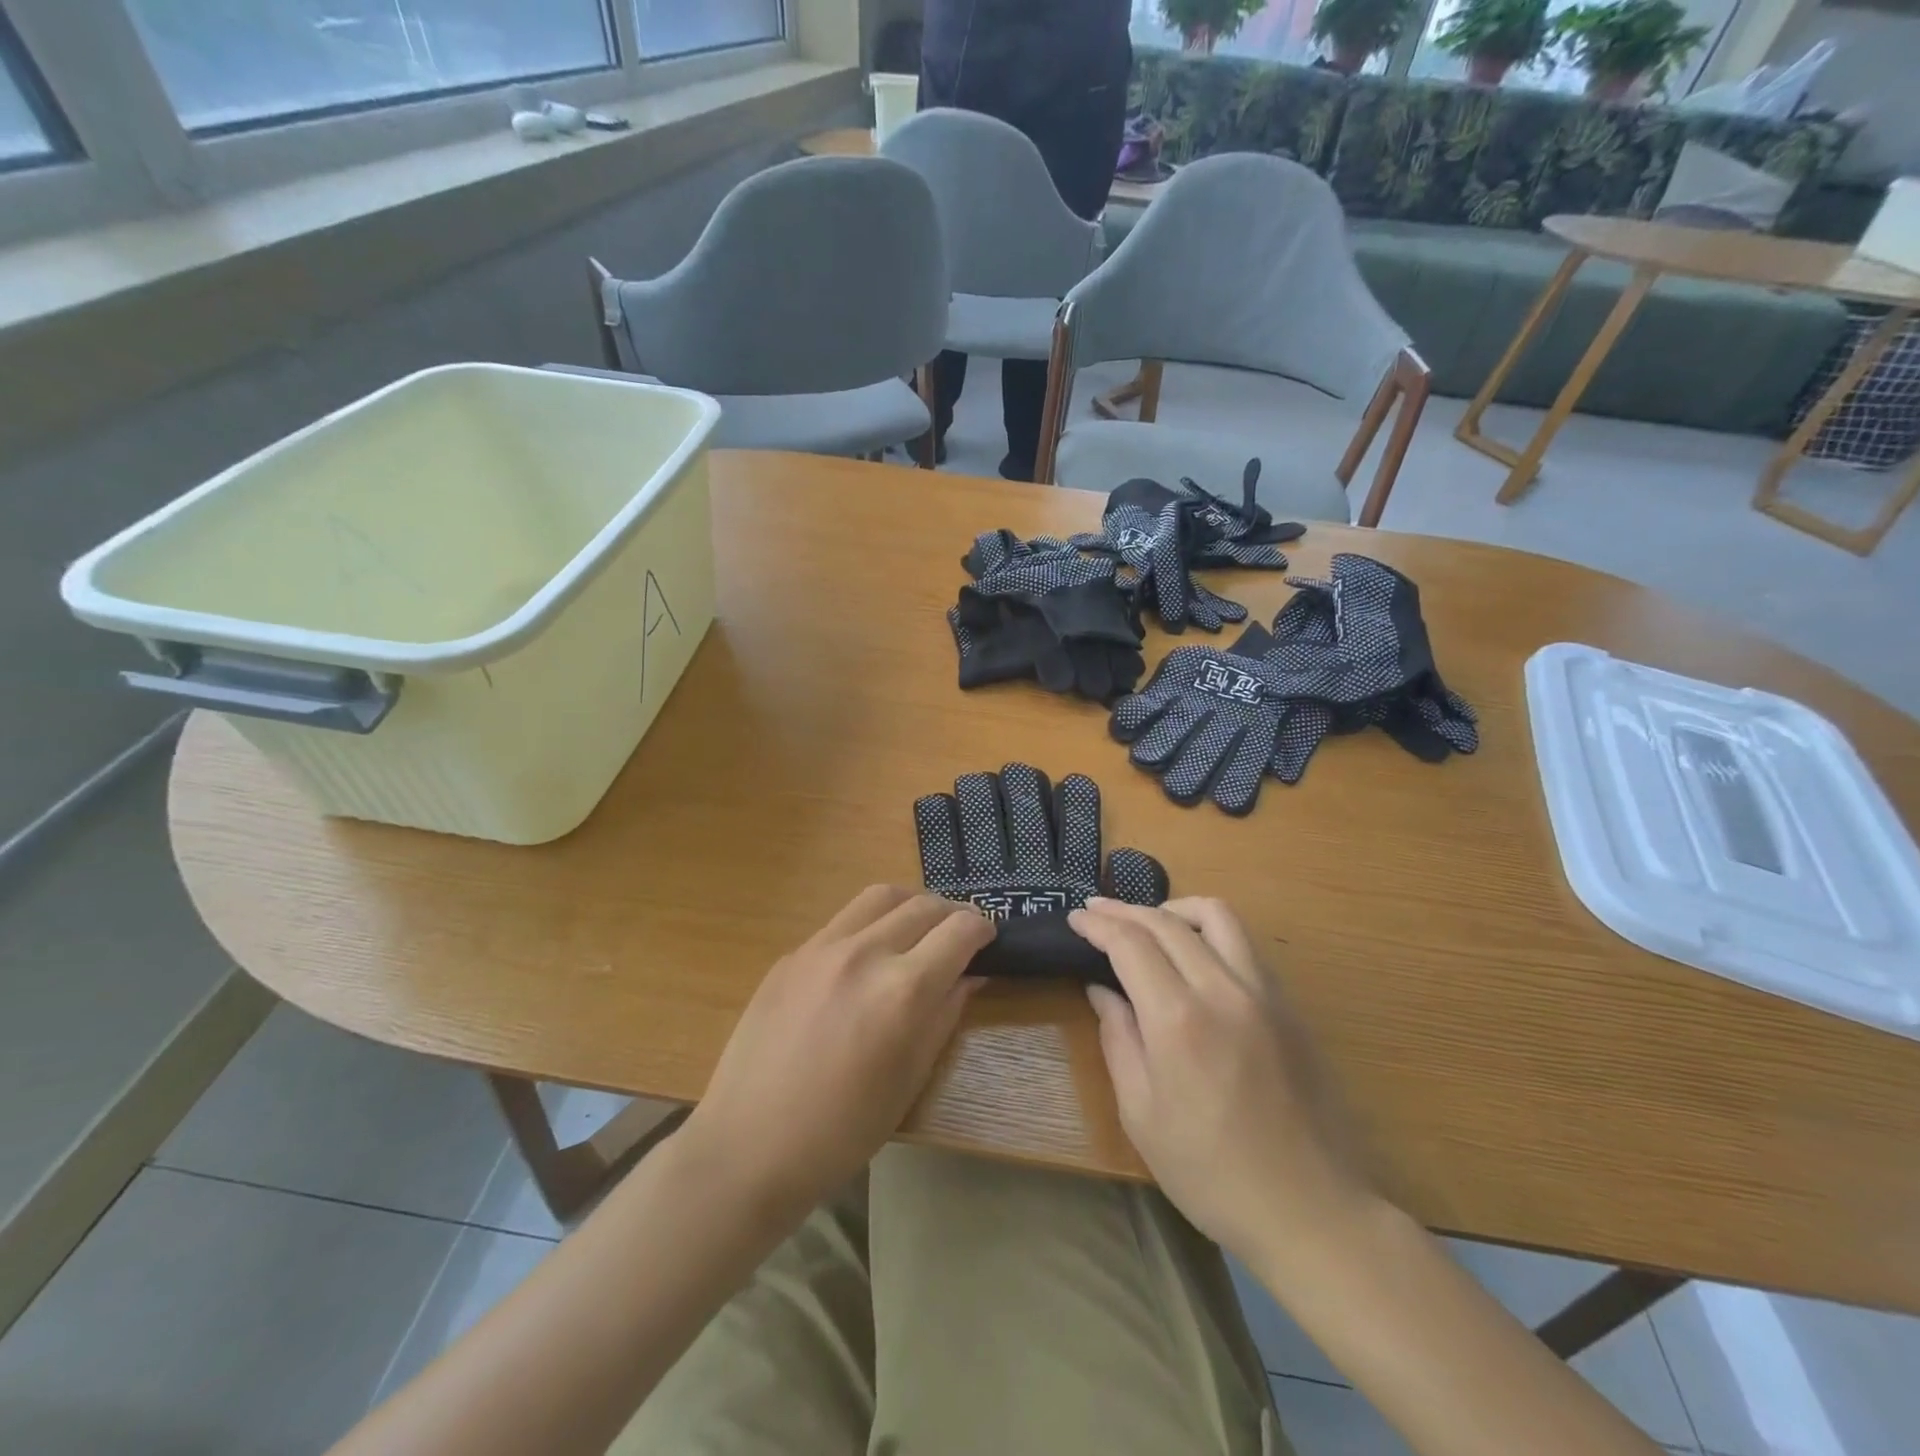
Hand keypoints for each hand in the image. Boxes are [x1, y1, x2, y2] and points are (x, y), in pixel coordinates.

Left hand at [681, 885, 992, 1217]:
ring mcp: (822, 947)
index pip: (960, 931)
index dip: (983, 929)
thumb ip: (945, 1015)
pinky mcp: (793, 953)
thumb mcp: (910, 1078)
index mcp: (902, 989)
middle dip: (953, 914)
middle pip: (924, 905)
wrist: (748, 1145)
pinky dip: (871, 923)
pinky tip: (868, 953)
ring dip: (912, 904)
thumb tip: (970, 975)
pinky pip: (843, 920)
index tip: (989, 939)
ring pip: (881, 896)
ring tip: (919, 927)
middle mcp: (865, 952)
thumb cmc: (842, 1130)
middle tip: (960, 933)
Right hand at [1070, 897, 1376, 1267]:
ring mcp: (1263, 993)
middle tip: (1097, 912)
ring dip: (1174, 909)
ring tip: (1148, 923)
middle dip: (1125, 910)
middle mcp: (1222, 990)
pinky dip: (1209, 932)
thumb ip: (1118, 1040)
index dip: (1098, 924)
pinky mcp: (1288, 1005)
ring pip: (1217, 916)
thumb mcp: (1142, 1114)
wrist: (1312, 1211)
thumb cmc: (1211, 1173)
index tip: (1075, 918)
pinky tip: (1194, 956)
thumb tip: (1102, 990)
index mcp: (1179, 1019)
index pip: (1130, 943)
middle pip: (1167, 921)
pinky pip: (1244, 944)